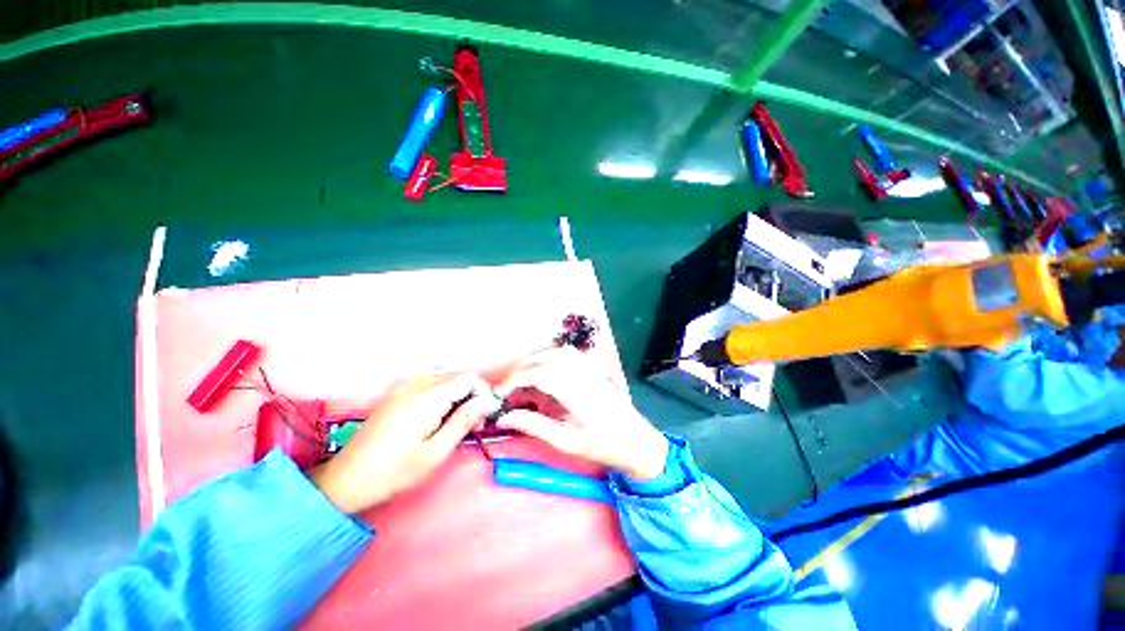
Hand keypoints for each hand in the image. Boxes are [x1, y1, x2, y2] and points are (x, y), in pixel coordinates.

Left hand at [310, 373, 497, 513]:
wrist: (347, 480)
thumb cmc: (395, 472)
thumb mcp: (436, 452)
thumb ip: (464, 421)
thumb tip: (489, 401)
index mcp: (427, 397)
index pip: (470, 378)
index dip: (484, 393)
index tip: (484, 418)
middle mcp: (416, 384)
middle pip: (458, 375)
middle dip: (472, 394)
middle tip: (472, 424)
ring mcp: (403, 386)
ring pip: (445, 376)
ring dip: (458, 392)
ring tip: (456, 418)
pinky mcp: (396, 392)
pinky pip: (428, 379)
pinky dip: (442, 390)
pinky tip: (438, 410)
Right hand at [496, 348, 668, 479]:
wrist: (635, 439)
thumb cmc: (601, 444)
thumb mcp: (565, 440)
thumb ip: (533, 424)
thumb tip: (504, 416)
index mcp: (574, 390)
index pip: (536, 373)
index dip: (513, 380)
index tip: (498, 396)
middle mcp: (580, 370)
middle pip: (541, 359)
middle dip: (518, 371)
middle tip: (505, 391)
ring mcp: (587, 364)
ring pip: (551, 352)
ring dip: (531, 362)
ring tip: (520, 382)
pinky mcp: (590, 364)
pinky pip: (563, 352)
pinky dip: (546, 358)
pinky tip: (541, 372)